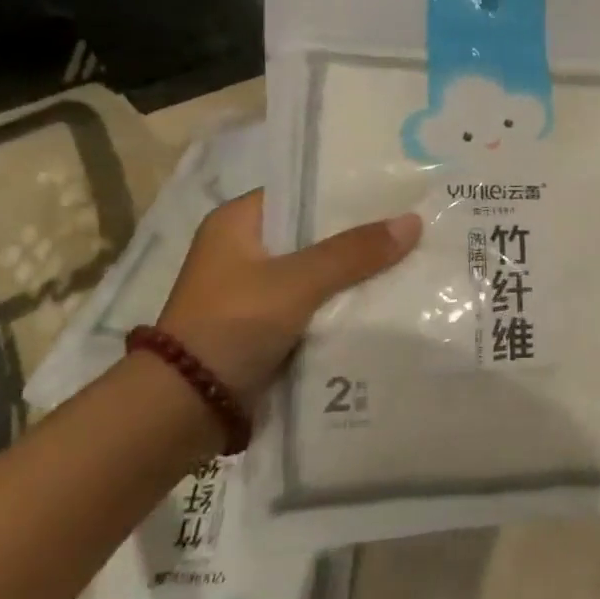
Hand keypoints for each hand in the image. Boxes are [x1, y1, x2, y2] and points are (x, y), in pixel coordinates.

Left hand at [154, 190, 422, 401]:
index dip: (348, 190)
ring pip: (319, 271)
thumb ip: (354, 252)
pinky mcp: (266, 326)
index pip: (303, 190)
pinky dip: (344, 303)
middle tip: (413, 224)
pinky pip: (316, 304)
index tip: (395, 190)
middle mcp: (245, 250)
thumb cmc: (233, 325)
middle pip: (315, 233)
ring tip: (411, 258)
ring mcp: (255, 291)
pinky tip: (386, 299)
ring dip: (355, 272)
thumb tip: (414, 221)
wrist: (185, 409)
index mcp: (238, 222)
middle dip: (360, 235)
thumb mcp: (298, 282)